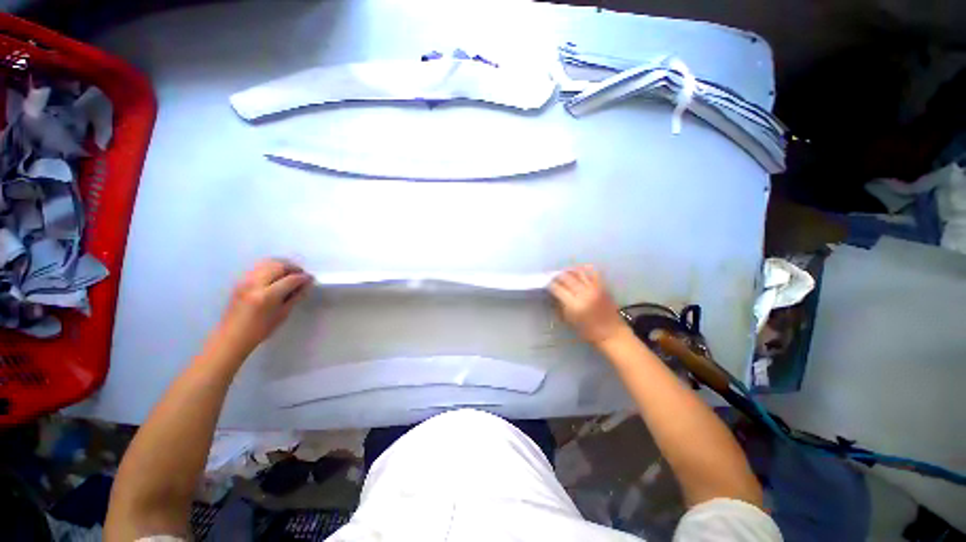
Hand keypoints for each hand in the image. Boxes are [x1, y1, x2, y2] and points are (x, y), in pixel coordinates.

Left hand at [213, 259, 312, 356]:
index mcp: (267, 296)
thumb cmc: (260, 330)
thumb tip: (306, 284)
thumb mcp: (283, 314)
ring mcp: (246, 280)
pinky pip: (259, 267)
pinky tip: (276, 275)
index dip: (304, 277)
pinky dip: (271, 267)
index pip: (291, 279)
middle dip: (293, 268)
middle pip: (279, 266)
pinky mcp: (240, 280)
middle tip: (301, 275)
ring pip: (268, 262)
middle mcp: (255, 284)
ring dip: (282, 265)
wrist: (232, 336)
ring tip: (290, 274)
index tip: (311, 279)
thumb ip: (296, 297)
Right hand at [549, 265, 629, 346]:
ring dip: (568, 270)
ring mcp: (594, 288)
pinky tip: (578, 270)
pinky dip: (584, 269)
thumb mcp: (570, 321)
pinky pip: (592, 272)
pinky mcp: (602, 286)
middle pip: (566, 278)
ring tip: (563, 272)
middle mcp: (583, 293)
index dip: (550, 284)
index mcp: (574, 304)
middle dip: (557, 276)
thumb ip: (561, 306)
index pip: (557, 288)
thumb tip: (554, 295)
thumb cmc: (589, 331)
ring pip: (578, 272)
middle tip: (552, 276)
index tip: (546, 283)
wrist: (612, 333)